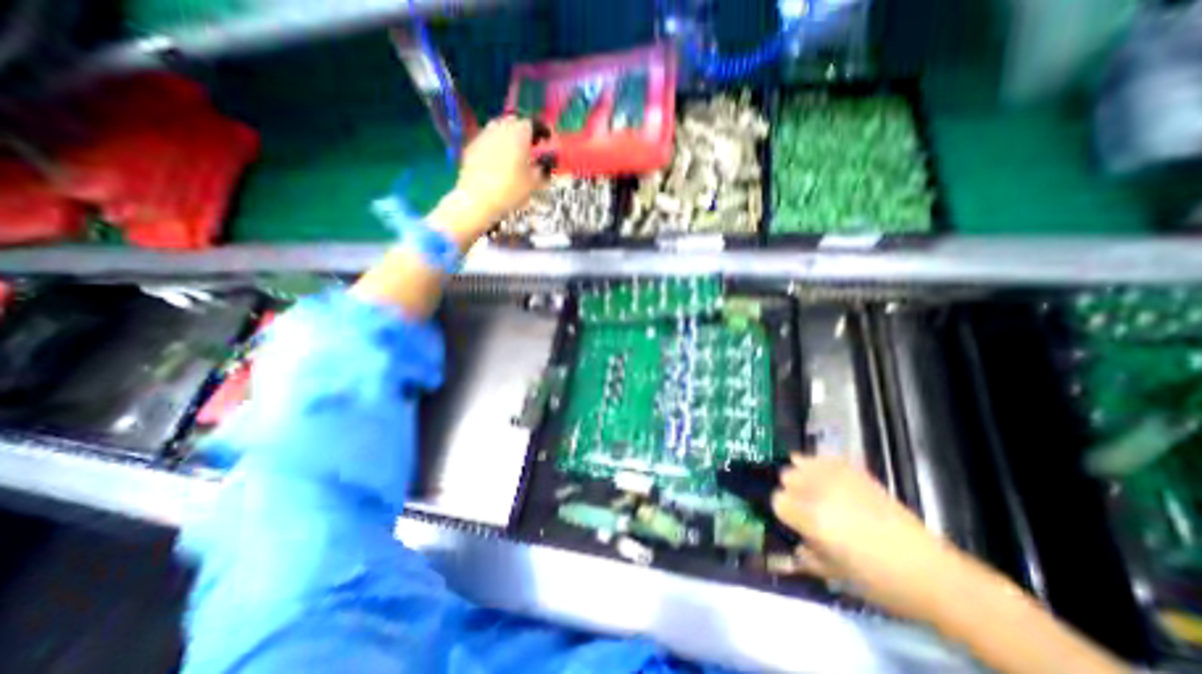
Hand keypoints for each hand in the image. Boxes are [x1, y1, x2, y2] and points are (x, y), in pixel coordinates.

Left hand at [445, 118, 546, 236]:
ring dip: (508, 140)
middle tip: (530, 148)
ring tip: (514, 156)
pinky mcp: (471, 146)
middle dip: (523, 134)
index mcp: (519, 133)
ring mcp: (484, 135)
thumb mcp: (533, 183)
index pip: (535, 124)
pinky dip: (495, 149)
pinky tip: (498, 164)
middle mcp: (501, 128)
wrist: (476, 198)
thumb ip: (542, 171)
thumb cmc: (510, 189)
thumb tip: (546, 165)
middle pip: (515, 124)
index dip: (542, 132)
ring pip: (500, 131)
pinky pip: (488, 142)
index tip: (546, 141)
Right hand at [776, 452, 963, 620]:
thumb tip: (798, 545)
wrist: (930, 571)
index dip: (784, 513)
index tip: (794, 523)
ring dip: (803, 475)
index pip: (777, 500)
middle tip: (806, 508)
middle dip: (792, 491)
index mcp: (810, 517)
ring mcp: (838, 477)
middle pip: (786, 476)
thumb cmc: (879, 580)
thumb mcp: (835, 573)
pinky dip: (820, 464)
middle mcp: (819, 490)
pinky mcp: (856, 471)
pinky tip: (828, 477)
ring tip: (815, 489)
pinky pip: (825, 457)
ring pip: (800, 461)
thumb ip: (809, 554)